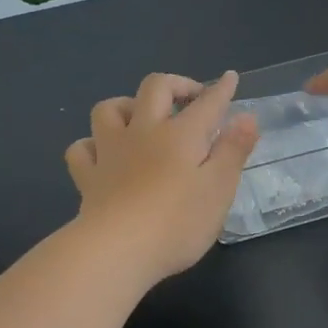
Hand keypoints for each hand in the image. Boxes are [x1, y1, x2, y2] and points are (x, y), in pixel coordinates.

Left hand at [65, 71, 260, 282]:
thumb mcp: (219, 189)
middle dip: (176, 84)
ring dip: (126, 105)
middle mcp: (142, 132)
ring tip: (140, 117)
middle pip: (155, 88)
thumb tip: (247, 116)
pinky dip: (92, 145)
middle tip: (190, 97)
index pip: (206, 103)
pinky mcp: (87, 177)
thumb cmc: (177, 223)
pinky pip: (81, 149)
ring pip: (109, 109)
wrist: (117, 249)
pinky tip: (102, 154)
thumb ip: (233, 150)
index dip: (220, 89)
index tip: (229, 78)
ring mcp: (109, 152)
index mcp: (180, 135)